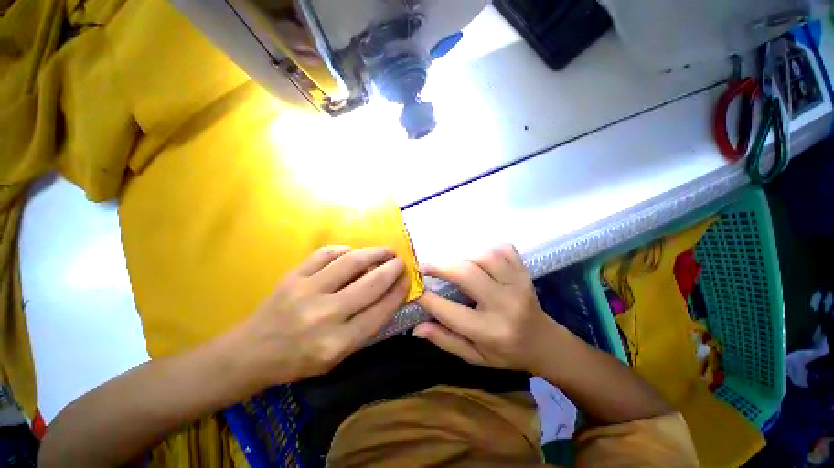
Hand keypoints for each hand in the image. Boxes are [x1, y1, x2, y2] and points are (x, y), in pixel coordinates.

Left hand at [232, 246, 409, 388]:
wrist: (252, 353)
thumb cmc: (299, 360)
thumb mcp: (338, 357)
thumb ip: (366, 328)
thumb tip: (388, 295)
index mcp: (337, 343)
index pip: (380, 310)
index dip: (398, 292)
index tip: (408, 280)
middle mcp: (324, 315)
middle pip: (370, 284)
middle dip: (392, 269)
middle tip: (400, 262)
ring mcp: (306, 291)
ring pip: (351, 263)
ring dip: (374, 253)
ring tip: (386, 251)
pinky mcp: (292, 276)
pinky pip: (326, 254)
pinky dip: (344, 250)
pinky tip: (353, 252)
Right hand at [414, 244, 561, 373]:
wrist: (544, 343)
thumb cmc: (506, 353)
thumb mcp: (474, 357)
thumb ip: (445, 340)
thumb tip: (416, 327)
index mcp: (490, 331)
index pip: (449, 311)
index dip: (427, 298)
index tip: (414, 288)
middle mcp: (505, 305)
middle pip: (467, 275)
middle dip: (441, 267)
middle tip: (425, 266)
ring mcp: (519, 284)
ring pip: (485, 257)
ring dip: (464, 257)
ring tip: (455, 265)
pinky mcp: (525, 272)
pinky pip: (504, 250)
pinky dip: (489, 249)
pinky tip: (480, 259)